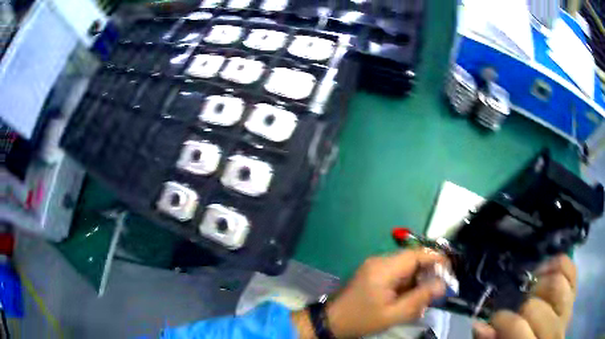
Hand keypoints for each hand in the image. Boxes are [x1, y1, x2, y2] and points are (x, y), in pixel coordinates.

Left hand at [292, 248, 447, 337]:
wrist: (331, 321)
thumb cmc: (361, 319)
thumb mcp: (393, 314)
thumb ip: (419, 299)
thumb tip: (442, 285)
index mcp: (384, 268)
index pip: (416, 254)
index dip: (436, 258)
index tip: (449, 270)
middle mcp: (380, 261)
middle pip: (412, 259)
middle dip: (428, 271)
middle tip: (439, 287)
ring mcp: (374, 265)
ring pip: (406, 266)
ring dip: (418, 278)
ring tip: (425, 295)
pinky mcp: (372, 272)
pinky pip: (396, 272)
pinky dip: (407, 282)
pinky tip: (410, 296)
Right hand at [473, 255, 576, 338]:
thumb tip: (480, 325)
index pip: (517, 327)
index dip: (501, 320)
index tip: (494, 319)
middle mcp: (555, 329)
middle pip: (535, 306)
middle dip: (519, 304)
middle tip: (512, 307)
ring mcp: (568, 308)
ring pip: (556, 283)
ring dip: (539, 282)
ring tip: (530, 289)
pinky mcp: (575, 293)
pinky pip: (571, 269)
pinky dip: (557, 264)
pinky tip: (545, 271)